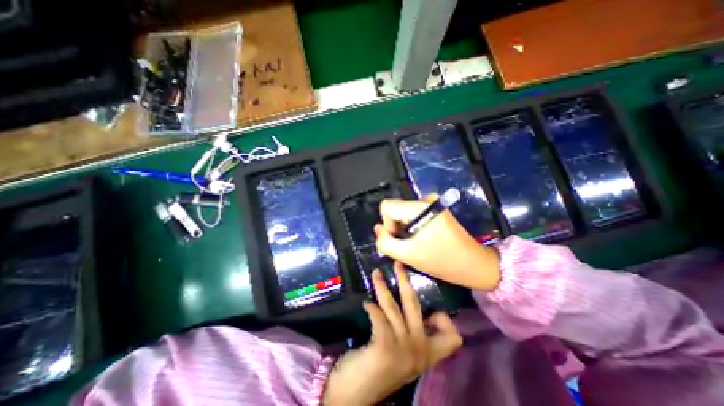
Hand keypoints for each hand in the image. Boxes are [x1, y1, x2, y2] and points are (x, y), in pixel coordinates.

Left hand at [323, 261, 462, 404]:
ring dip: (382, 287)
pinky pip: (380, 318)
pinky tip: (366, 304)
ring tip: (376, 274)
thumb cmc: (382, 368)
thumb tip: (419, 312)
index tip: (430, 312)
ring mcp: (403, 349)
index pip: (452, 337)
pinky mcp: (385, 347)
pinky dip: (373, 308)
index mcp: (427, 353)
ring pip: (393, 307)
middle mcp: (419, 350)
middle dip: (405, 280)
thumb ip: (413, 334)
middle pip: (414, 305)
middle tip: (397, 264)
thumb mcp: (405, 353)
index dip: (444, 320)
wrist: (358, 394)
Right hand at [377, 197, 501, 289]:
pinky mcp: (436, 208)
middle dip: (396, 227)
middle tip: (407, 245)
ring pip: (403, 212)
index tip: (399, 239)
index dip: (387, 224)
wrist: (473, 263)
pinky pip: (413, 214)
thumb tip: (377, 229)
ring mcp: (432, 203)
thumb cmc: (442, 261)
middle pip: (395, 209)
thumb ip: (385, 241)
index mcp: (419, 208)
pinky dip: (412, 226)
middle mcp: (425, 199)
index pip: (387, 206)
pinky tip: (422, 239)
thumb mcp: (408, 255)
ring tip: (415, 244)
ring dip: (404, 228)